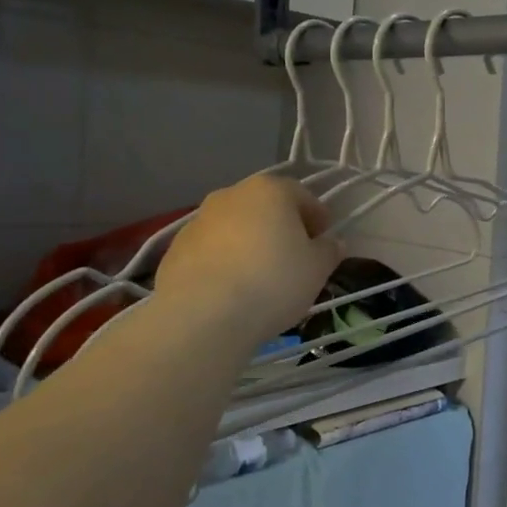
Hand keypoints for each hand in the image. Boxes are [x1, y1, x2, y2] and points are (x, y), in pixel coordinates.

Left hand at [153, 173, 342, 347]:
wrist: (203, 316)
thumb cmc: (273, 282)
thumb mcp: (317, 269)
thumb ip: (329, 251)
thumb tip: (332, 243)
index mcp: (270, 190)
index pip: (303, 196)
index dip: (318, 219)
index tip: (323, 243)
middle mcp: (232, 195)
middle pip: (265, 207)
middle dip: (281, 228)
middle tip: (293, 259)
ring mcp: (198, 220)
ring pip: (235, 227)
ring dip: (249, 243)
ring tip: (259, 278)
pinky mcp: (174, 249)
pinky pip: (210, 250)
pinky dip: (223, 262)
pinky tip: (230, 290)